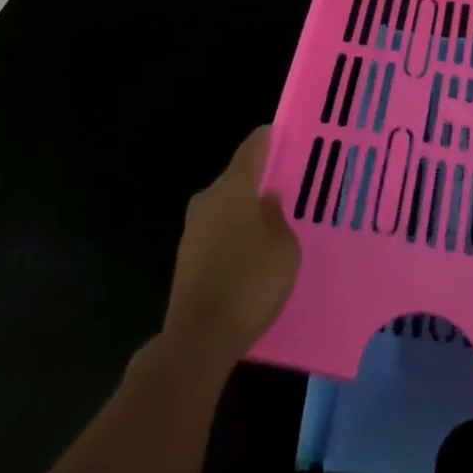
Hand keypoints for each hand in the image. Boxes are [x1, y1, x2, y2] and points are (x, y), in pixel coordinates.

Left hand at [162, 126, 299, 367]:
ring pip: (225, 206)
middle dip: (259, 179)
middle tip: (287, 184)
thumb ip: (278, 218)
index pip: (252, 149)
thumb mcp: (285, 250)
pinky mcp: (186, 257)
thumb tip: (268, 201)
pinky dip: (233, 234)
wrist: (199, 338)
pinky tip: (251, 250)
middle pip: (237, 178)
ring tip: (273, 219)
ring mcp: (192, 229)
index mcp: (234, 188)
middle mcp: (208, 199)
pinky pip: (217, 232)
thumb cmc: (250, 284)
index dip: (268, 139)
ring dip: (245, 210)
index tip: (284, 134)